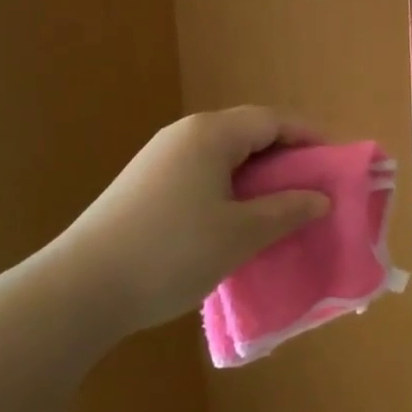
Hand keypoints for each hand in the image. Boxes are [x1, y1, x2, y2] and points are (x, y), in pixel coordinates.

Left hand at [44, 108, 331, 342]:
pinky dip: (229, 188)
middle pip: (248, 132)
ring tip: (278, 207)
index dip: (309, 136)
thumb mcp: (240, 234)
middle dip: (285, 157)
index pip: (274, 120)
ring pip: (224, 155)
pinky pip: (201, 172)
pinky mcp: (143, 185)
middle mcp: (185, 134)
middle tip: (311, 188)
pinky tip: (233, 221)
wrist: (76, 292)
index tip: (335, 162)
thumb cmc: (170, 253)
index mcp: (211, 134)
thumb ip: (286, 210)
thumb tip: (320, 198)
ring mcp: (159, 159)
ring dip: (256, 176)